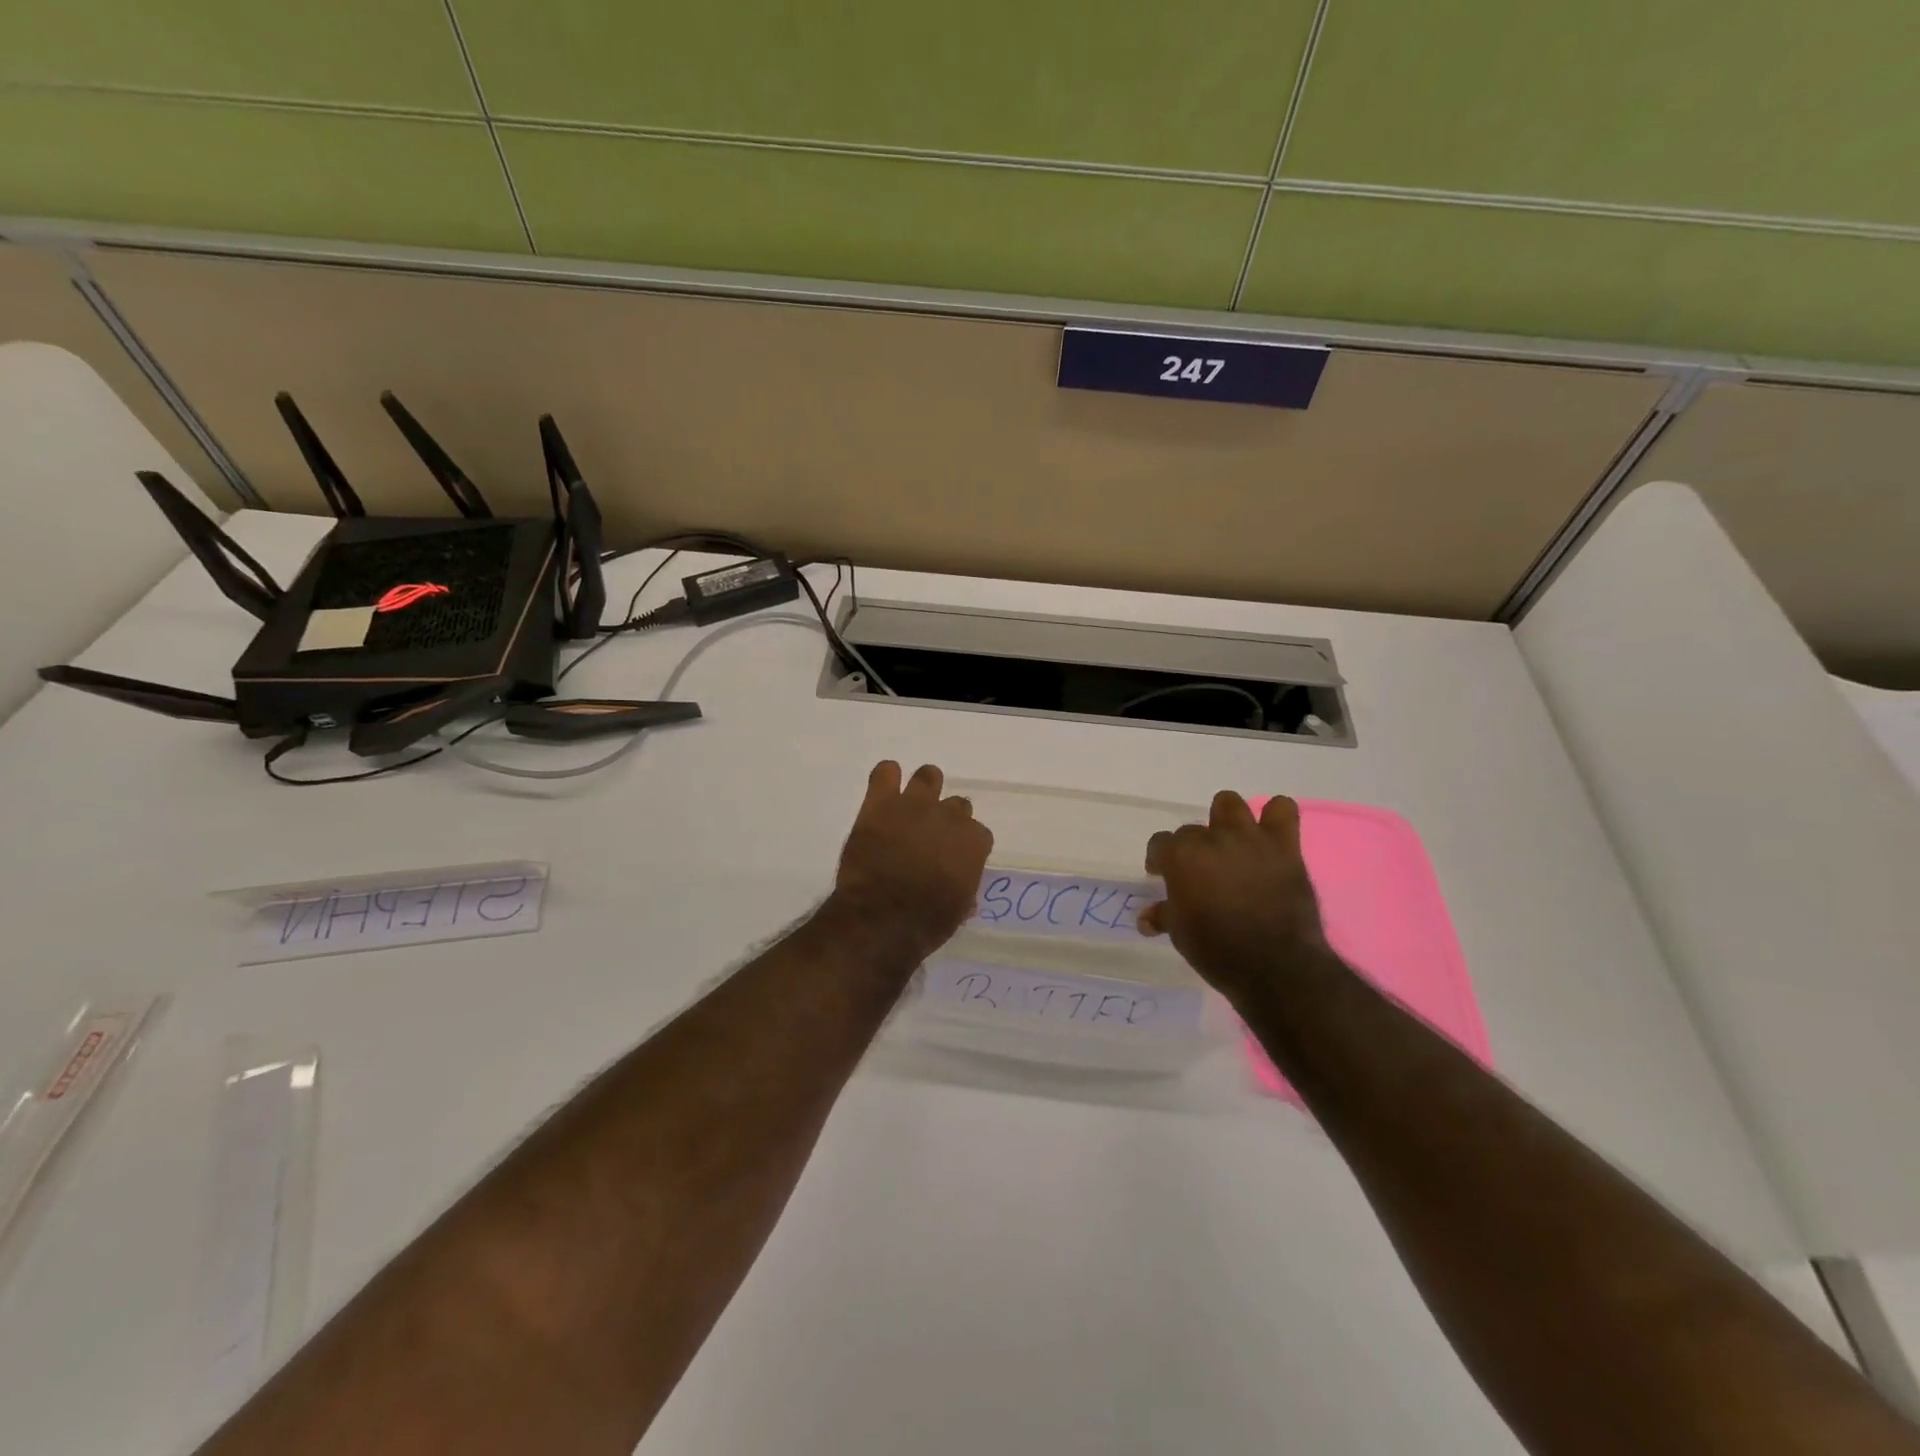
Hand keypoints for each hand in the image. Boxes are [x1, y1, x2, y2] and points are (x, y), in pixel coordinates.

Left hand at [832, 761, 992, 956]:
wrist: (881, 919)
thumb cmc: (925, 923)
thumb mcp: (956, 913)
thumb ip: (964, 893)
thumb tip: (965, 896)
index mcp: (973, 842)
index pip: (978, 834)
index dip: (965, 846)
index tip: (953, 859)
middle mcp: (949, 816)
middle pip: (957, 805)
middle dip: (946, 819)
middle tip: (929, 837)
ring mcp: (914, 805)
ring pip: (928, 777)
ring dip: (924, 789)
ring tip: (910, 806)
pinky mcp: (881, 803)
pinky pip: (885, 772)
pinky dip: (886, 778)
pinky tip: (884, 790)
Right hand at [1139, 792, 1328, 1002]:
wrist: (1275, 966)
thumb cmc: (1217, 950)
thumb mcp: (1180, 934)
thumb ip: (1164, 915)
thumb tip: (1147, 917)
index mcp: (1180, 857)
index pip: (1160, 843)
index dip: (1159, 859)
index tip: (1162, 876)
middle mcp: (1211, 839)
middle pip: (1192, 829)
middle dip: (1193, 848)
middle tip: (1201, 871)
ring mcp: (1249, 838)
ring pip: (1229, 804)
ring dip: (1226, 820)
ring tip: (1231, 844)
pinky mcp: (1284, 846)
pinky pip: (1282, 809)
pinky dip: (1275, 817)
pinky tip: (1270, 836)